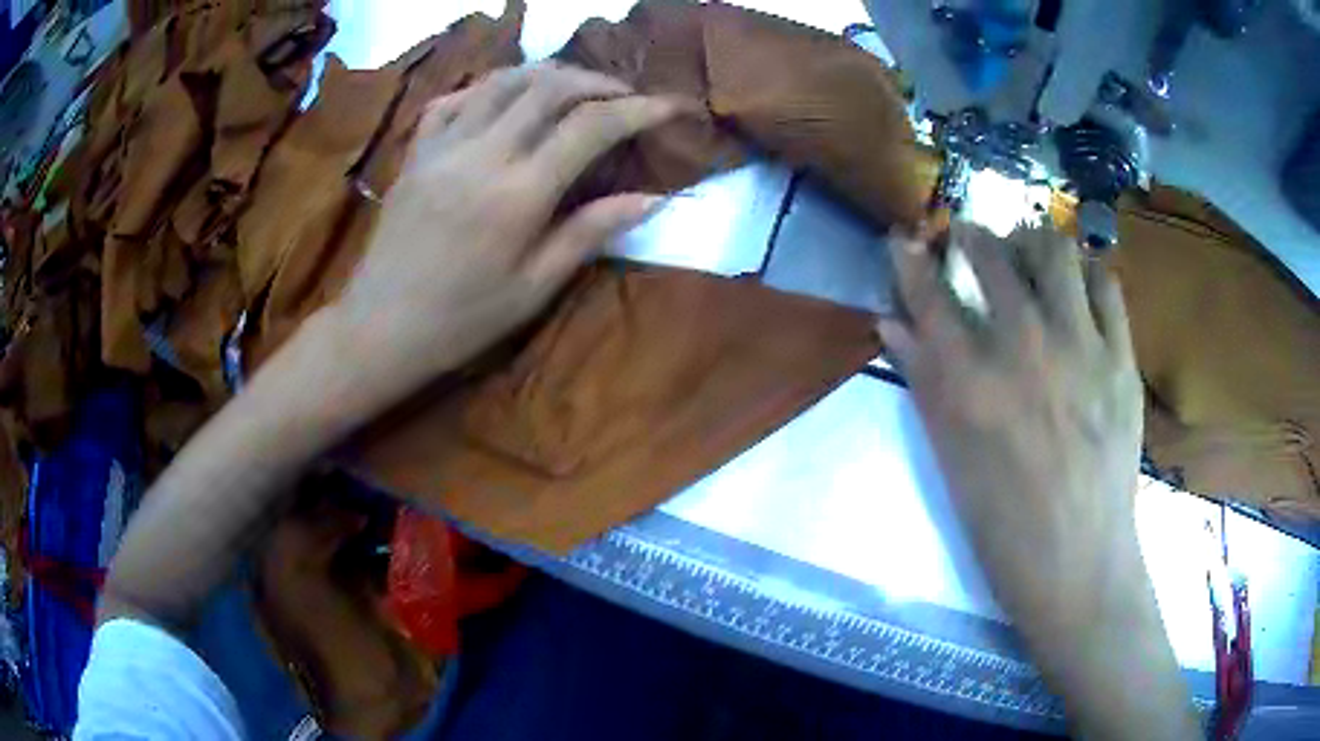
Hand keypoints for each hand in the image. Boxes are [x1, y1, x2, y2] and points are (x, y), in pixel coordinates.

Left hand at [331, 63, 684, 410]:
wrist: (380, 328)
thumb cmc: (462, 320)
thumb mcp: (534, 288)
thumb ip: (589, 233)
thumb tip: (650, 198)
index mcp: (518, 193)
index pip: (590, 126)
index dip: (638, 109)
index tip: (668, 107)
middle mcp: (482, 154)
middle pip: (549, 86)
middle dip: (597, 81)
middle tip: (623, 95)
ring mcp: (443, 147)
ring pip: (503, 80)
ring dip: (547, 74)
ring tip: (573, 87)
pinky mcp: (417, 152)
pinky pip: (454, 99)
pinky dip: (488, 89)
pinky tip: (504, 101)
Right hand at [880, 222, 1197, 738]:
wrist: (1078, 563)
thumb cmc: (1003, 526)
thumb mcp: (950, 460)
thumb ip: (924, 383)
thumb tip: (891, 324)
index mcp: (972, 385)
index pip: (929, 296)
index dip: (909, 260)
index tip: (902, 239)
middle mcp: (1024, 350)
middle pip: (992, 256)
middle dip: (972, 235)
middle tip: (970, 239)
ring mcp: (1081, 349)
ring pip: (1055, 252)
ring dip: (1032, 242)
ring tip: (1027, 254)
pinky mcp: (1121, 359)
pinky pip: (1106, 285)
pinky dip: (1085, 271)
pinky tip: (1077, 286)